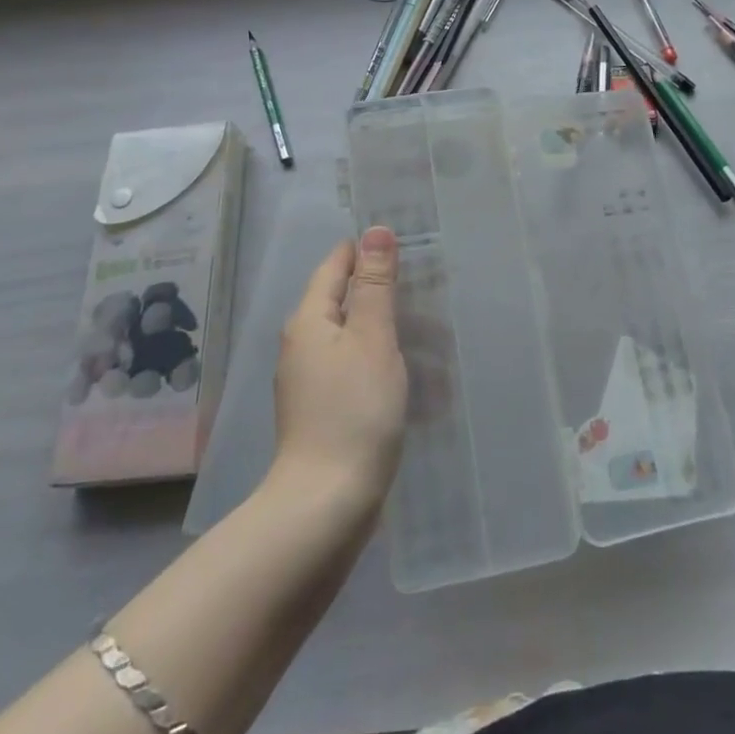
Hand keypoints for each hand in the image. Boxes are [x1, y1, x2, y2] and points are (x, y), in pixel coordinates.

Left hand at [270, 227, 408, 511]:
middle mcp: (302, 344)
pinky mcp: (321, 410)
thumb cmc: (354, 410)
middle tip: (430, 289)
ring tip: (432, 336)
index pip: (335, 265)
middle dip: (383, 292)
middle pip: (343, 300)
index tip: (405, 245)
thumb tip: (376, 230)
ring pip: (352, 337)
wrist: (326, 503)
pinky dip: (381, 363)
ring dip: (388, 331)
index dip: (366, 251)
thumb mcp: (373, 338)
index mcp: (309, 320)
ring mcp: (308, 380)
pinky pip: (354, 369)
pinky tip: (410, 376)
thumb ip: (375, 284)